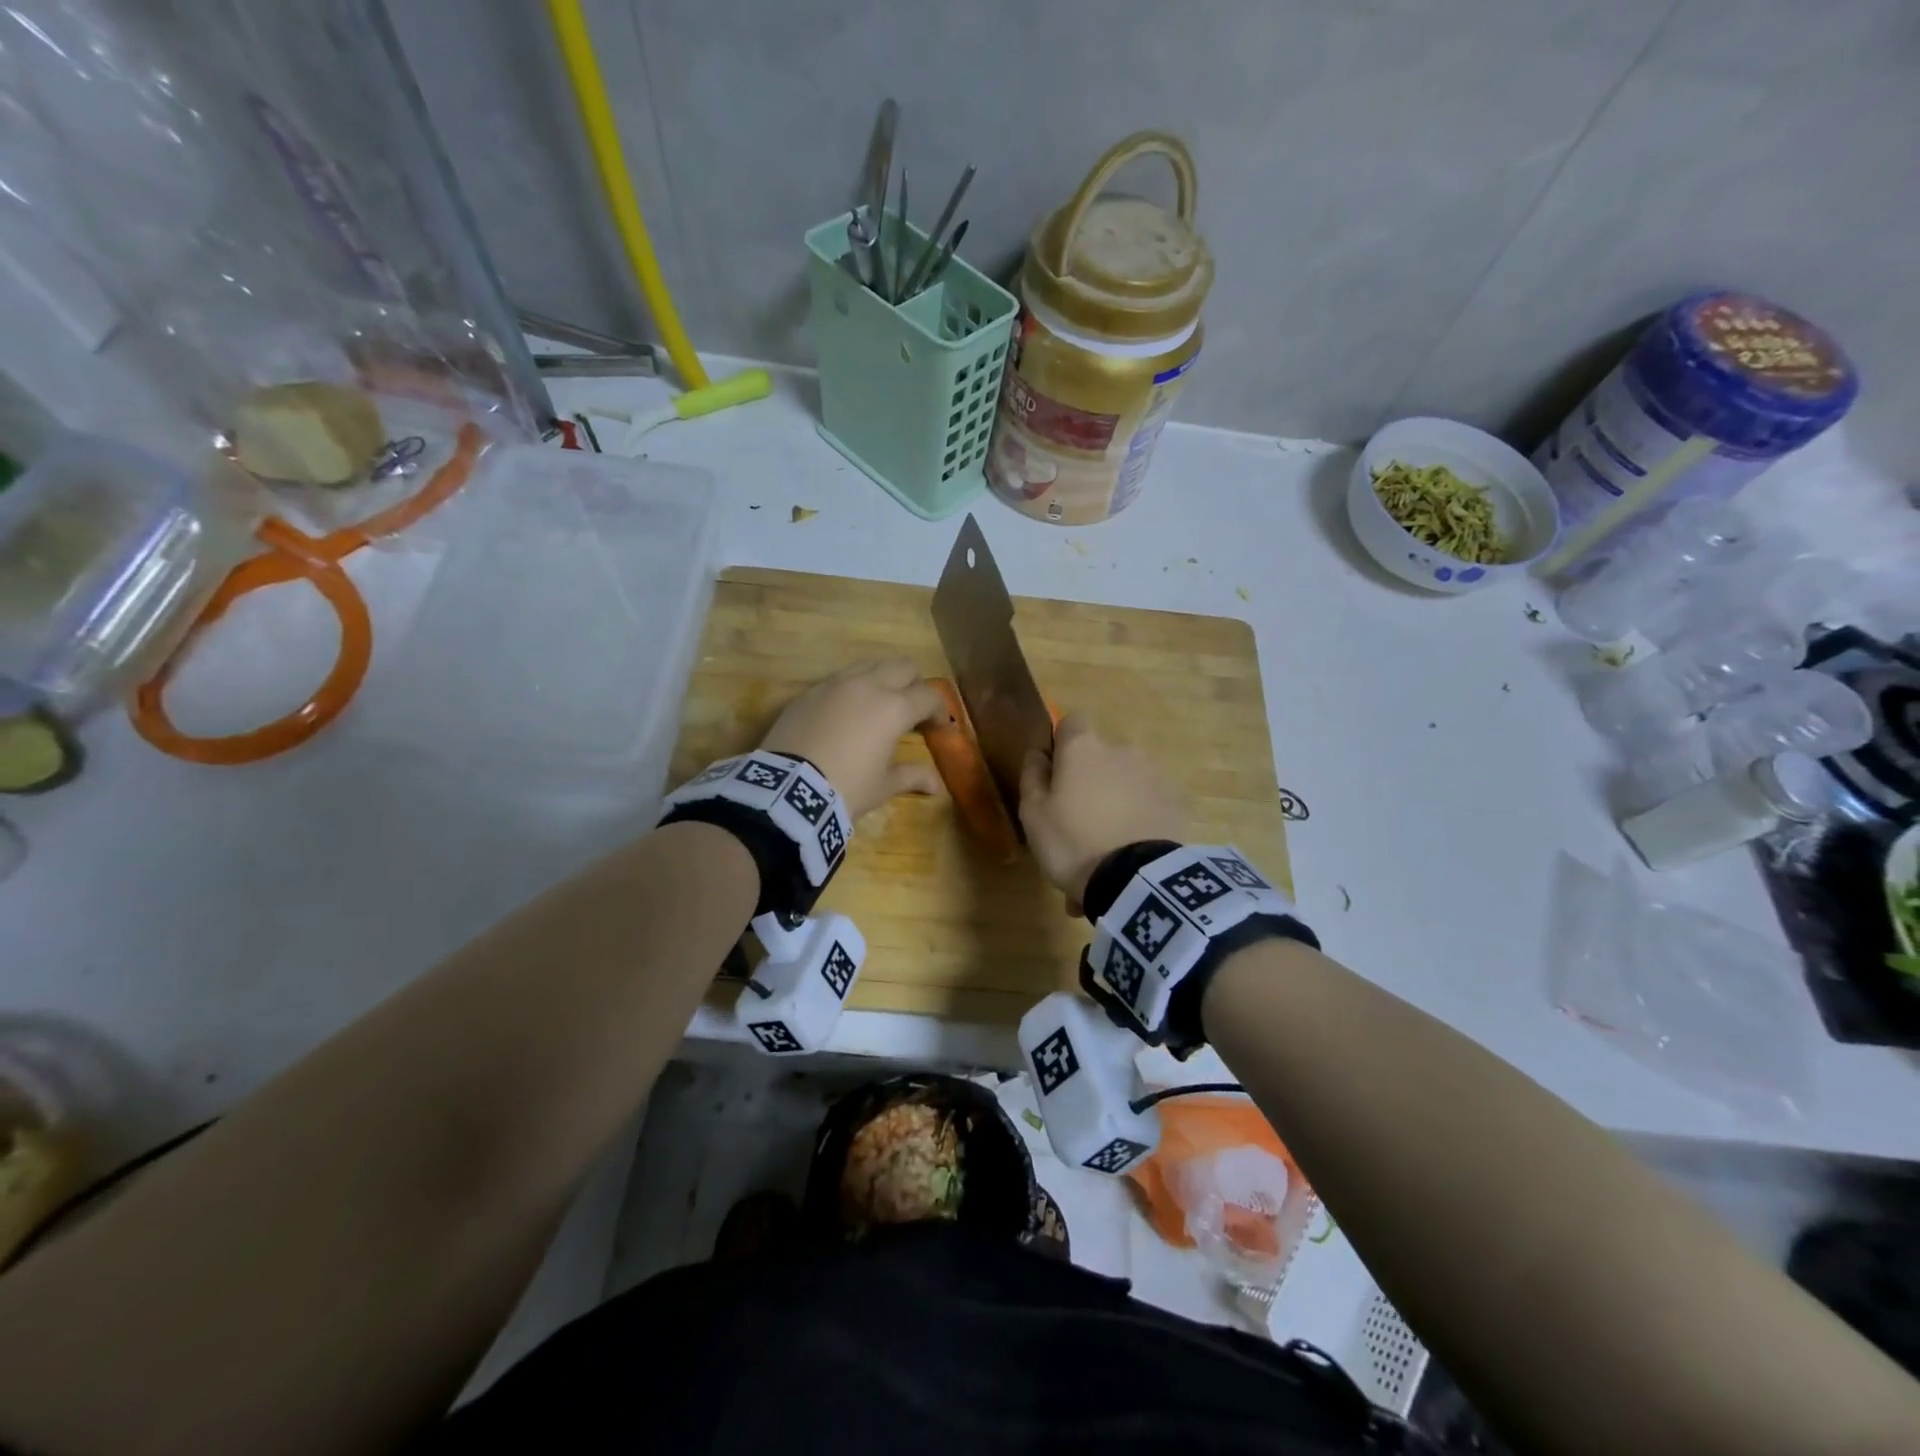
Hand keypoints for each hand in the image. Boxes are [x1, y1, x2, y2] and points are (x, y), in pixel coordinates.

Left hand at [760, 659, 944, 818]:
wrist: (787, 789)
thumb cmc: (846, 788)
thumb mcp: (883, 786)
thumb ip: (912, 776)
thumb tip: (936, 784)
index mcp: (894, 707)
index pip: (928, 696)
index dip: (939, 710)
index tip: (939, 727)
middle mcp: (868, 685)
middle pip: (903, 667)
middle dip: (914, 685)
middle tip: (913, 711)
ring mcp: (836, 684)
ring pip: (870, 665)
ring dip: (883, 679)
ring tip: (879, 706)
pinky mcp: (810, 691)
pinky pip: (840, 679)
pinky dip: (853, 689)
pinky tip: (847, 714)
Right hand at [1019, 714, 1187, 910]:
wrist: (1135, 879)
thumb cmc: (1072, 842)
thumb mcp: (1033, 814)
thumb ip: (1033, 775)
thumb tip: (1038, 752)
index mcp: (1083, 749)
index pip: (1072, 721)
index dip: (1063, 742)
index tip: (1056, 771)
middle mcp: (1121, 750)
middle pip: (1101, 755)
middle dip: (1091, 776)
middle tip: (1079, 816)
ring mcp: (1153, 774)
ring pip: (1126, 778)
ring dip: (1116, 796)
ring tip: (1108, 839)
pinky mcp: (1175, 801)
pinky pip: (1148, 800)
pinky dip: (1139, 814)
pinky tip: (1131, 847)